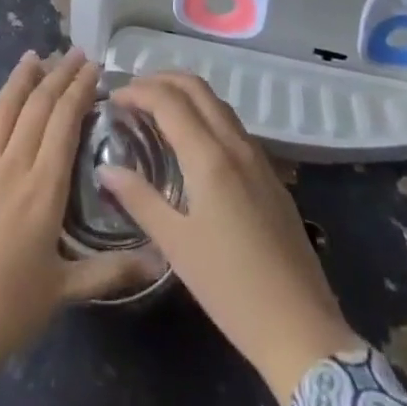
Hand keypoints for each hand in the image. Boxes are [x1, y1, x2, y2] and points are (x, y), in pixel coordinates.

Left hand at [0, 50, 138, 375]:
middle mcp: (12, 168)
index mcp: (43, 189)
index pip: (65, 123)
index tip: (92, 67)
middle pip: (37, 109)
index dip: (79, 90)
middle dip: (57, 76)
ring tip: (32, 56)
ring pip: (0, 113)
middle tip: (72, 53)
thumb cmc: (6, 313)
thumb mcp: (64, 293)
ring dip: (18, 82)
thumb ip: (110, 271)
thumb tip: (159, 261)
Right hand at [99, 73, 358, 403]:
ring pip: (218, 102)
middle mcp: (235, 144)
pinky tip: (192, 140)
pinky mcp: (270, 174)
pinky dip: (205, 113)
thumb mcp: (176, 246)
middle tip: (133, 92)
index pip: (169, 101)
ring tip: (157, 109)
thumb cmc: (230, 288)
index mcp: (210, 157)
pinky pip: (232, 124)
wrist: (300, 325)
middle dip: (162, 79)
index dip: (138, 91)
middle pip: (197, 88)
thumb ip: (140, 200)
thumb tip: (106, 169)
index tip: (114, 98)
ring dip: (185, 93)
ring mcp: (258, 157)